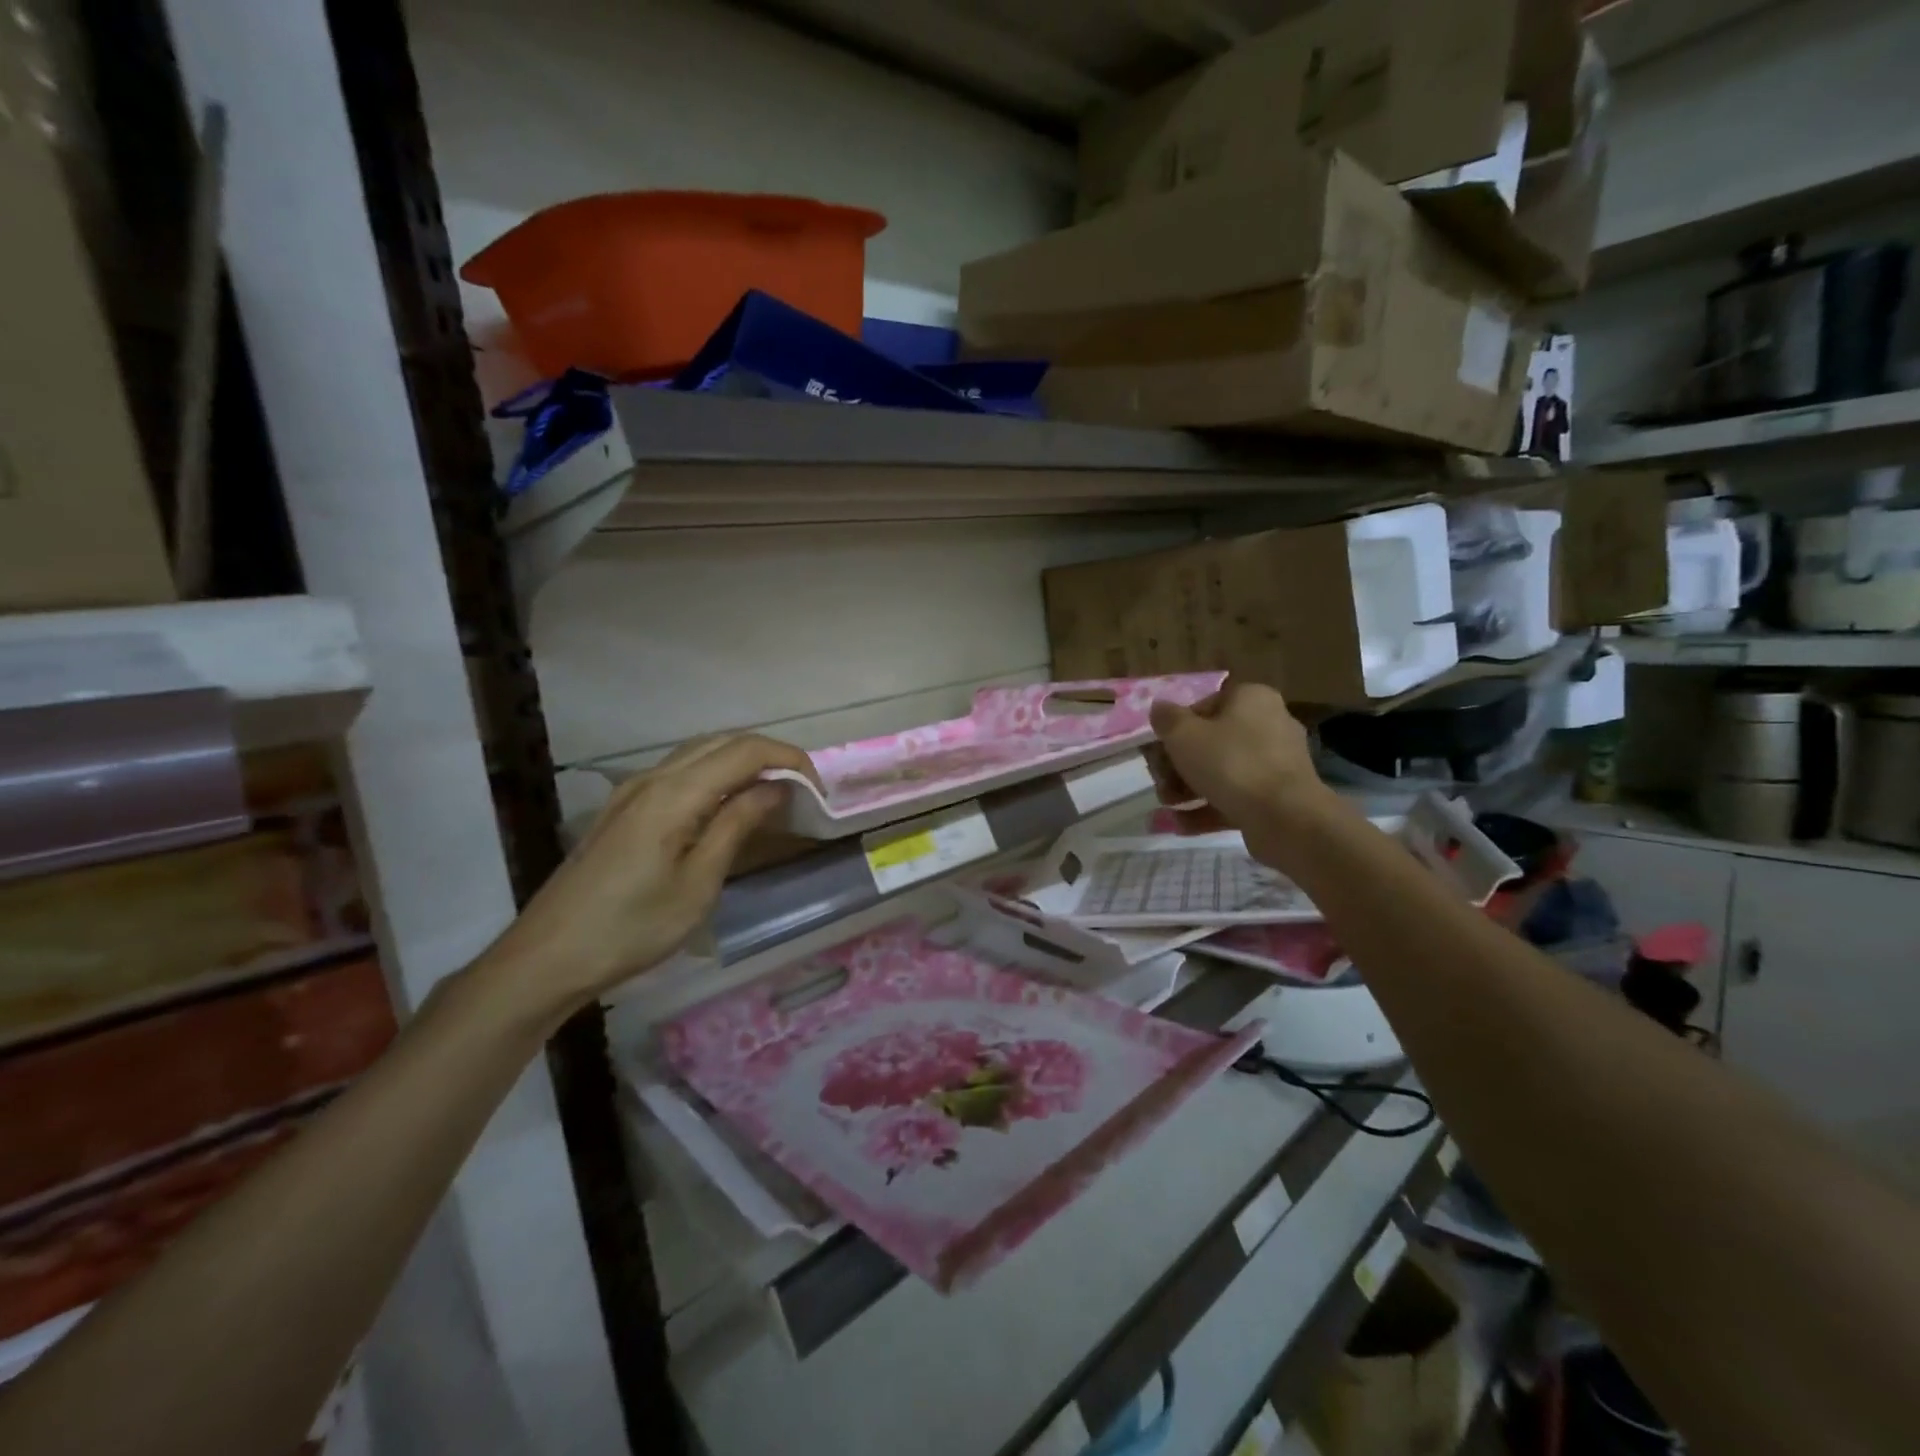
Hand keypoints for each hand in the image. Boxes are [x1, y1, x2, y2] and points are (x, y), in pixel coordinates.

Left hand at [478, 733, 819, 1024]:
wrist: (548, 956)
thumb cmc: (632, 927)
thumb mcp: (698, 883)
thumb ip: (737, 825)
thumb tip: (775, 789)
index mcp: (675, 793)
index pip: (746, 751)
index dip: (789, 760)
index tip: (818, 790)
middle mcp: (653, 777)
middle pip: (723, 741)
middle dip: (770, 754)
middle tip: (802, 789)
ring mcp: (633, 789)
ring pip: (700, 751)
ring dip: (743, 760)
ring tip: (773, 794)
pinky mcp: (624, 807)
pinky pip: (681, 770)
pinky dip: (716, 773)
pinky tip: (727, 804)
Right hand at [1148, 681, 1335, 868]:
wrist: (1285, 817)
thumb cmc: (1231, 763)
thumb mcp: (1183, 735)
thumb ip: (1166, 719)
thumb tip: (1160, 708)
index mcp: (1251, 699)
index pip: (1203, 706)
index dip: (1175, 729)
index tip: (1157, 751)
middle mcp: (1269, 724)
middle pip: (1210, 741)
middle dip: (1177, 765)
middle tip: (1160, 782)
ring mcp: (1276, 763)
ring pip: (1221, 771)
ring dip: (1187, 788)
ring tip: (1168, 806)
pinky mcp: (1277, 797)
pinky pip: (1235, 797)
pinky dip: (1208, 808)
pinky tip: (1182, 824)